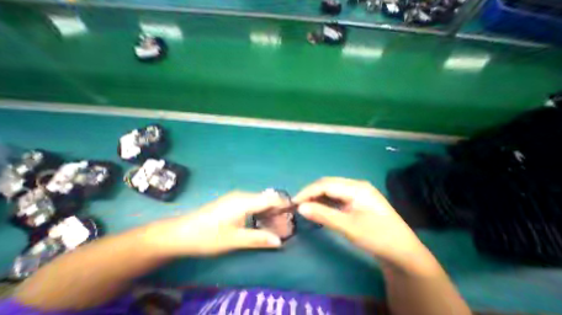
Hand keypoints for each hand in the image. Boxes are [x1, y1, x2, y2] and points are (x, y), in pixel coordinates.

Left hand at [145, 190, 288, 256]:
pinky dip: (260, 211)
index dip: (283, 203)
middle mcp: (242, 195)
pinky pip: (252, 203)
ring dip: (269, 210)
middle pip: (266, 199)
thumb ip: (259, 239)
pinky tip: (262, 220)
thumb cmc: (208, 236)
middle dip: (277, 209)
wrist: (181, 232)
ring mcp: (237, 197)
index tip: (294, 209)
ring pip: (259, 201)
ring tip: (277, 222)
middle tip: (287, 221)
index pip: (270, 198)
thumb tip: (279, 241)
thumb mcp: (235, 240)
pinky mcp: (232, 201)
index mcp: (244, 201)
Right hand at [295, 177, 425, 267]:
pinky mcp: (356, 198)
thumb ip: (323, 215)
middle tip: (298, 203)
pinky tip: (319, 206)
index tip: (294, 201)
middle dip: (311, 192)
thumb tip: (300, 208)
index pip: (325, 185)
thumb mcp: (349, 227)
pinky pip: (336, 195)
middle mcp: (355, 184)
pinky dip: (325, 200)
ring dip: (317, 195)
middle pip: (327, 184)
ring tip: (305, 204)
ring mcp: (356, 191)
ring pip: (330, 188)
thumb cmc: (378, 238)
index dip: (308, 192)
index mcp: (356, 188)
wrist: (403, 252)